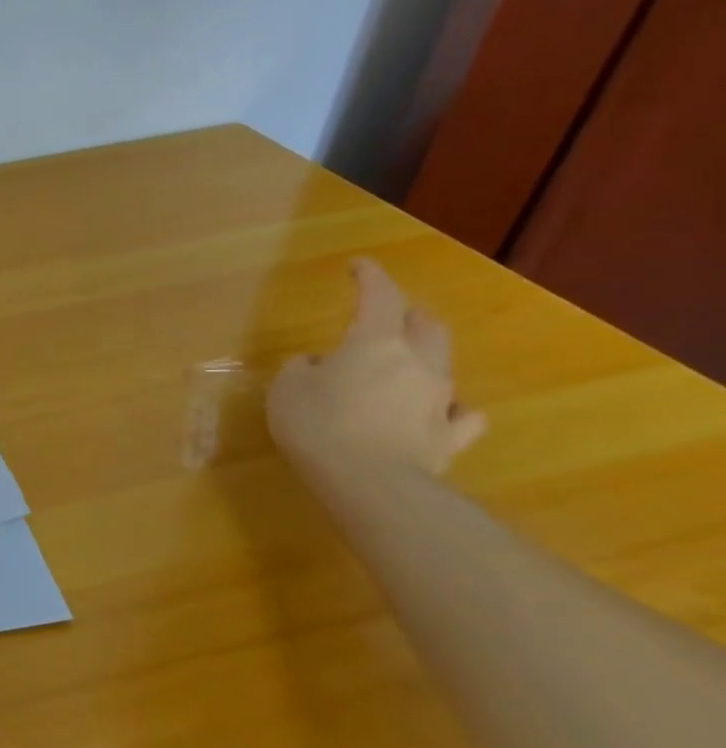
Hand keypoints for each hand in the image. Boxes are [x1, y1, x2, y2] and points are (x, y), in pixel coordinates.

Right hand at [268, 258, 487, 474]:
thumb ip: (303, 370)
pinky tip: (443, 411)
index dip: (370, 277)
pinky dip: (453, 408)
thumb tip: (318, 365)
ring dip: (426, 357)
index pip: (379, 297)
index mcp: (375, 343)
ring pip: (444, 364)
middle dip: (409, 314)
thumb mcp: (287, 389)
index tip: (359, 266)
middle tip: (389, 314)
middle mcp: (417, 363)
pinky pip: (462, 415)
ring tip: (406, 365)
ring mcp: (439, 400)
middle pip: (425, 325)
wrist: (369, 482)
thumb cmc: (318, 424)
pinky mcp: (449, 437)